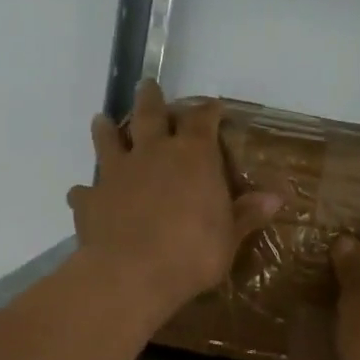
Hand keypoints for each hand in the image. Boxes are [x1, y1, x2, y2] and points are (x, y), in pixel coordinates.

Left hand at [67, 81, 281, 322]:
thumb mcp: (229, 237)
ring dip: (106, 130)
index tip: (212, 106)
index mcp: (193, 157)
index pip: (202, 120)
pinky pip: (83, 190)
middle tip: (147, 85)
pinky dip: (85, 191)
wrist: (132, 274)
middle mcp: (153, 154)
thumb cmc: (192, 254)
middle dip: (150, 99)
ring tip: (102, 121)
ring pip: (108, 140)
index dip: (207, 110)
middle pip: (149, 114)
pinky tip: (83, 195)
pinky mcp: (90, 199)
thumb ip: (247, 213)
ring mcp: (116, 173)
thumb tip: (276, 197)